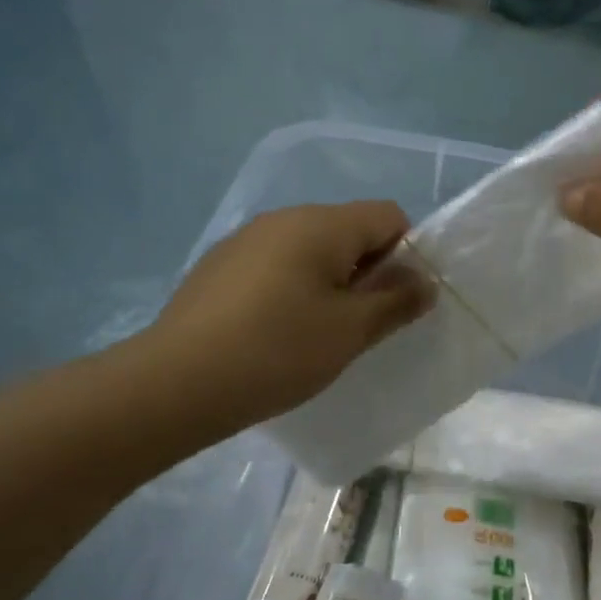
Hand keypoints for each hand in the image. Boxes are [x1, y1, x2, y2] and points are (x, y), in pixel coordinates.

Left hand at [128, 202, 433, 446]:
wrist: (176, 383)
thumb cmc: (278, 351)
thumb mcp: (351, 330)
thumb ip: (396, 301)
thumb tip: (424, 281)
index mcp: (321, 224)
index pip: (388, 215)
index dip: (406, 254)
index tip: (394, 301)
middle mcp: (283, 218)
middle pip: (349, 230)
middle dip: (367, 271)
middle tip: (359, 324)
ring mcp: (245, 240)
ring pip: (311, 250)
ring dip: (329, 282)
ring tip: (316, 333)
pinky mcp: (219, 267)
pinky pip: (276, 266)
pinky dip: (292, 289)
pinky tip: (275, 333)